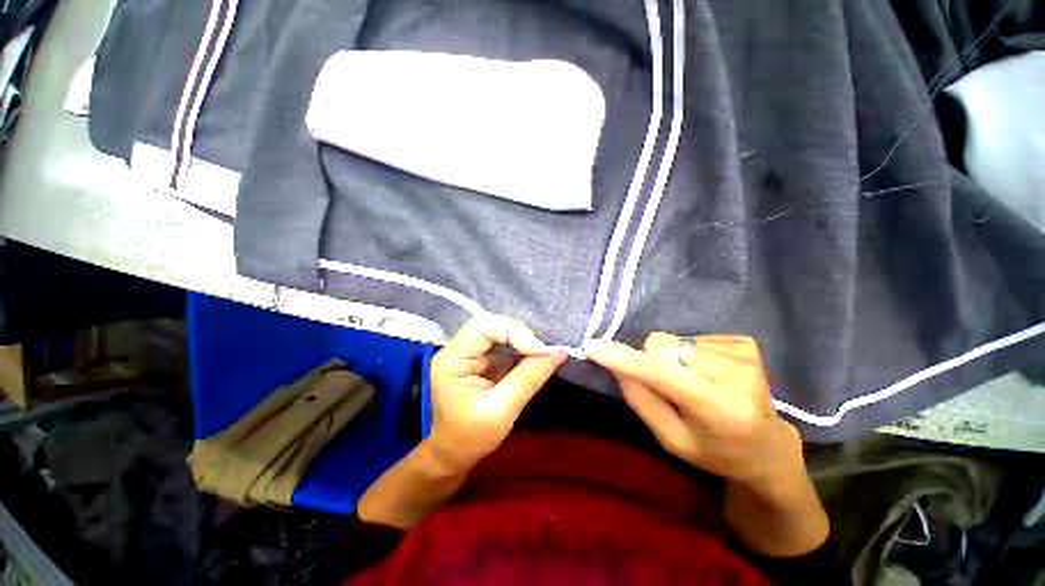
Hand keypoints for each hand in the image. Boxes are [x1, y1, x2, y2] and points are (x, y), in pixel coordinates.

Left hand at [427, 314, 566, 473]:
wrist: (453, 454)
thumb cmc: (471, 438)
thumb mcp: (502, 411)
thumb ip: (529, 379)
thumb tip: (558, 354)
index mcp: (452, 361)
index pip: (483, 328)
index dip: (515, 333)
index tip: (542, 352)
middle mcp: (456, 350)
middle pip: (490, 324)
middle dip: (519, 334)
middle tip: (543, 350)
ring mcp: (467, 352)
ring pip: (497, 330)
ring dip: (521, 339)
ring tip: (542, 352)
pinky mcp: (478, 358)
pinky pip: (501, 343)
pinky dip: (520, 347)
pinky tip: (534, 355)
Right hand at [587, 333, 828, 556]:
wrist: (768, 446)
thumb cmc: (716, 451)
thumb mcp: (672, 440)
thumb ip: (642, 401)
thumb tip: (617, 365)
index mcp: (721, 410)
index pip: (663, 374)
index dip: (627, 359)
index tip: (595, 348)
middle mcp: (737, 375)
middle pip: (662, 345)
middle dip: (652, 360)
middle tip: (667, 385)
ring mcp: (744, 353)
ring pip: (674, 340)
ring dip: (672, 359)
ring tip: (693, 382)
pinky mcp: (745, 341)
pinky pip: (691, 337)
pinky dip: (689, 354)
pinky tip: (708, 373)